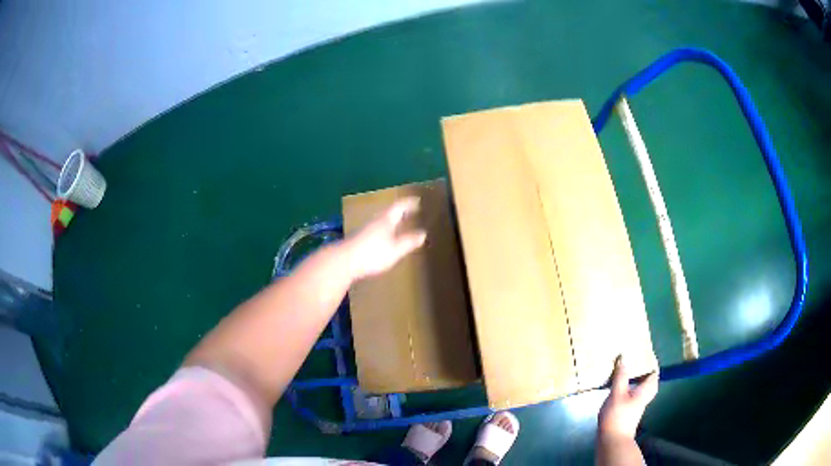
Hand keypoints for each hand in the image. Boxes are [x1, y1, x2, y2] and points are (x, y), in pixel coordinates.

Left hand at [343, 197, 426, 279]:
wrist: (343, 261)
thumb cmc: (371, 254)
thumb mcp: (395, 250)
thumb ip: (408, 242)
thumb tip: (423, 234)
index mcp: (385, 220)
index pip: (399, 207)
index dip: (409, 203)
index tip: (417, 201)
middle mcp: (375, 221)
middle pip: (389, 213)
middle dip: (401, 212)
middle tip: (411, 212)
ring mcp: (365, 229)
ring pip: (382, 221)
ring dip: (392, 221)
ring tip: (400, 225)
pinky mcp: (358, 238)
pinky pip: (376, 229)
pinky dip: (385, 230)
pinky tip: (385, 238)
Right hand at [598, 356, 658, 439]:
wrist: (612, 440)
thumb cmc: (618, 416)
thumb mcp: (617, 394)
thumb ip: (621, 376)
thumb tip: (624, 356)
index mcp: (646, 389)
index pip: (654, 372)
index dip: (651, 361)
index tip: (644, 351)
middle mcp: (644, 395)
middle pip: (647, 379)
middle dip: (642, 368)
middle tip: (634, 358)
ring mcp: (636, 404)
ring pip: (639, 386)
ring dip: (633, 377)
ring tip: (623, 368)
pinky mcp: (627, 410)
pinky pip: (630, 392)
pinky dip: (626, 386)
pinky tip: (616, 385)